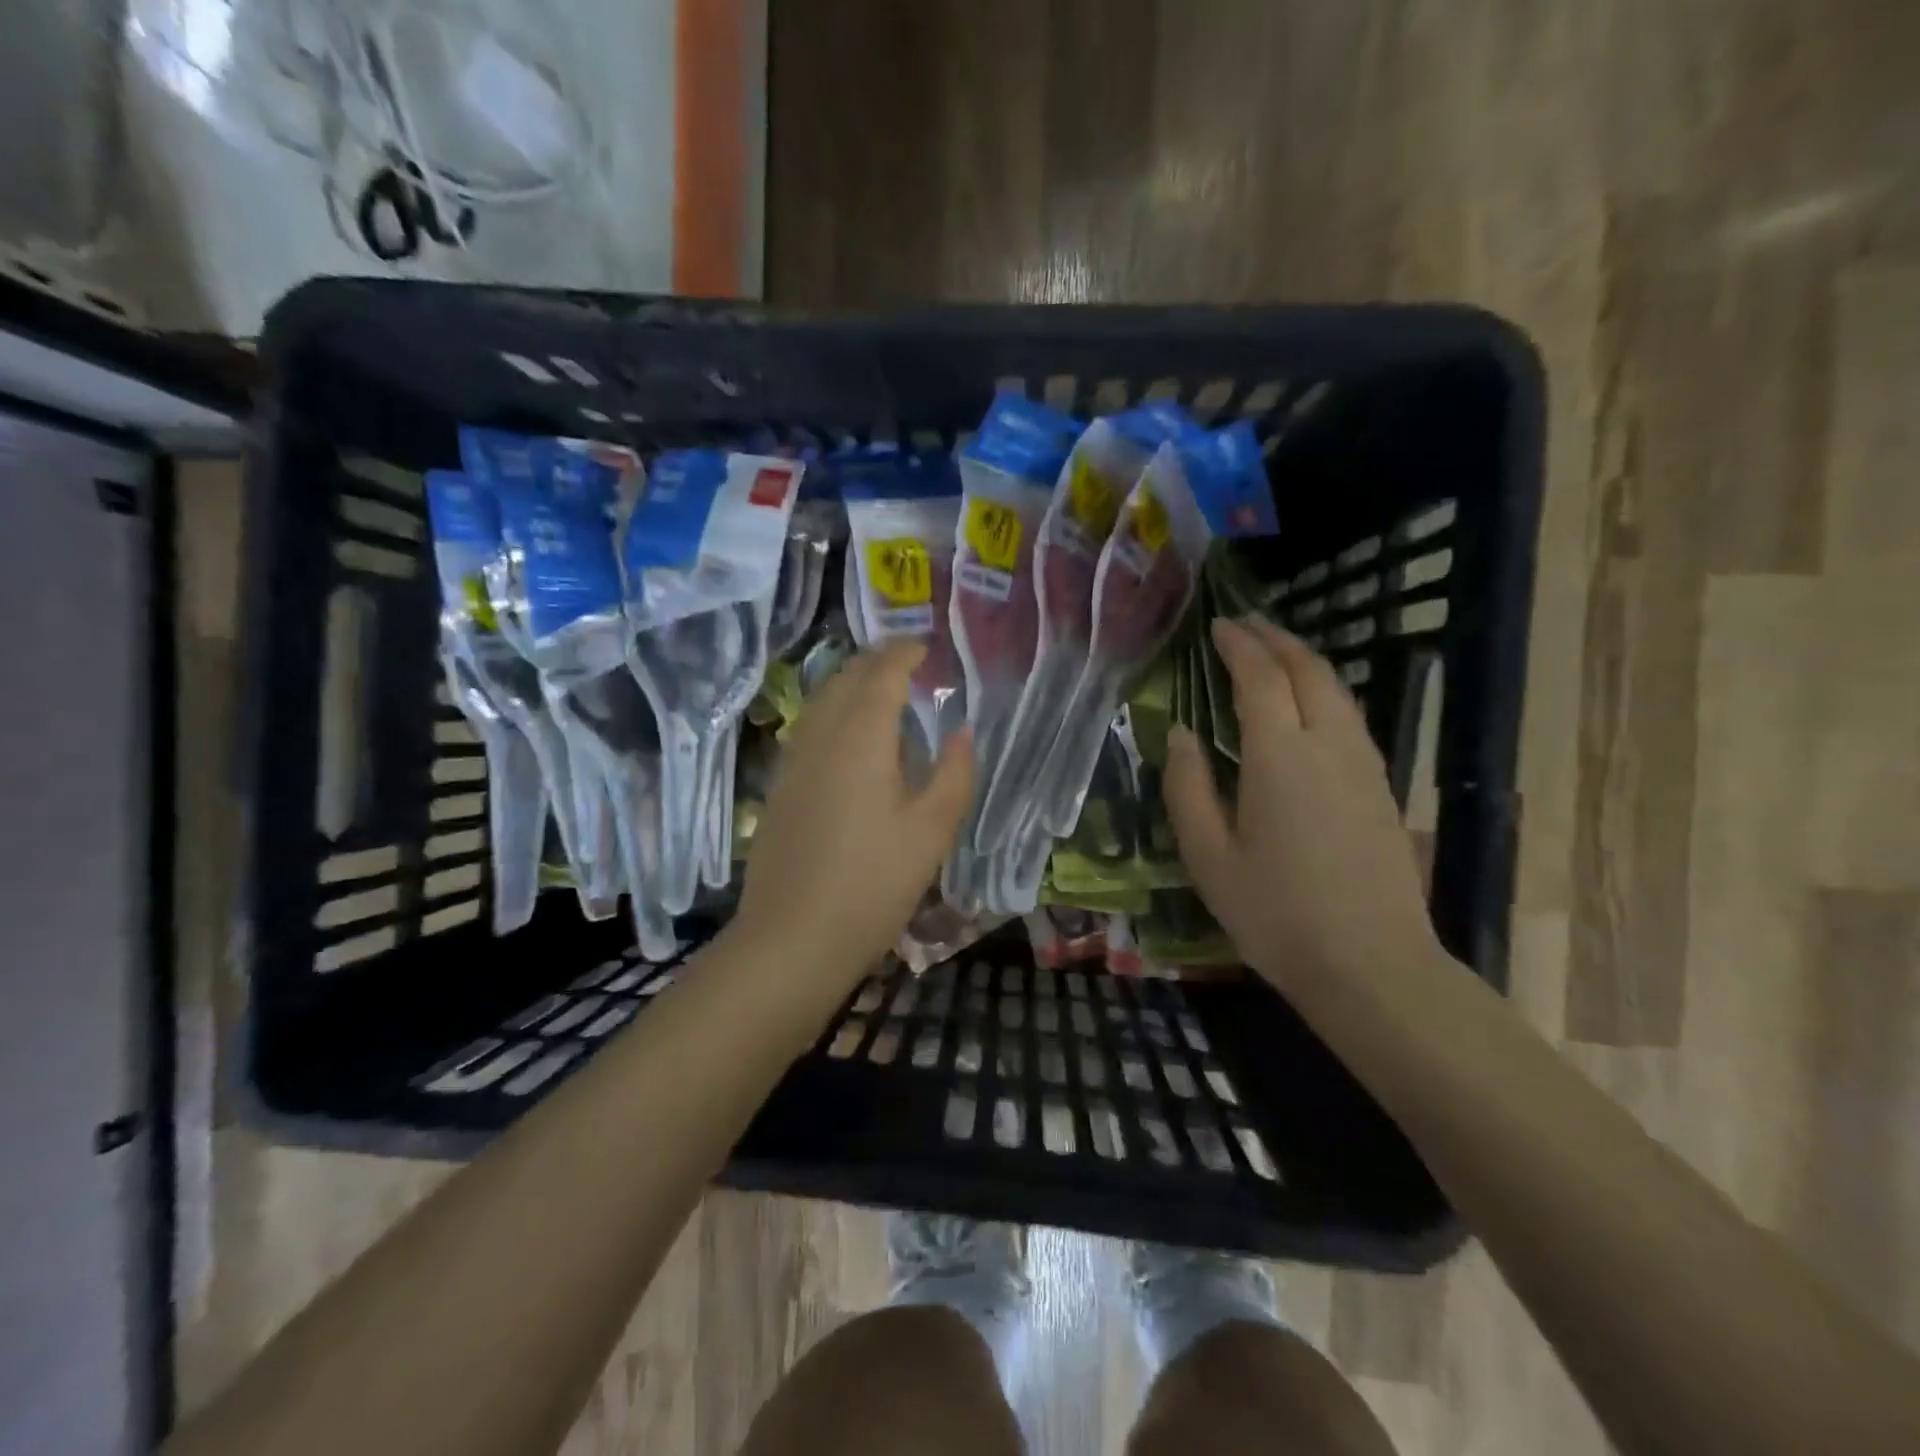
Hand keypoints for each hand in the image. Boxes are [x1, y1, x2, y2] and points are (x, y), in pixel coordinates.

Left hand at [733, 638, 973, 986]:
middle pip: (845, 679)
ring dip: (850, 685)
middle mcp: (820, 736)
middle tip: (907, 663)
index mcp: (861, 736)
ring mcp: (792, 762)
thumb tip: (961, 731)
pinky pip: (808, 728)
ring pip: (821, 702)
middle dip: (876, 662)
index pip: (882, 674)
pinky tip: (848, 738)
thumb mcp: (931, 830)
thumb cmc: (873, 884)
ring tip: (880, 692)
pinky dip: (832, 713)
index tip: (927, 649)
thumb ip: (953, 773)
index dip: (905, 654)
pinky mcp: (779, 788)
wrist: (792, 939)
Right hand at [1163, 617, 1438, 993]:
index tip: (1218, 626)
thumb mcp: (1208, 856)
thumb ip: (1188, 787)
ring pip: (1337, 690)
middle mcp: (1328, 745)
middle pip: (1308, 669)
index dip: (1238, 645)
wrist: (1373, 966)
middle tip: (1246, 625)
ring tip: (1274, 654)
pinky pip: (1350, 717)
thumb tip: (1180, 734)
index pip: (1260, 677)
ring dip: (1304, 661)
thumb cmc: (1276, 913)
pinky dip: (1323, 692)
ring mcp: (1364, 764)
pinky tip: (1308, 707)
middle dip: (1276, 639)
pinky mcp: (1381, 787)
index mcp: (1280, 756)